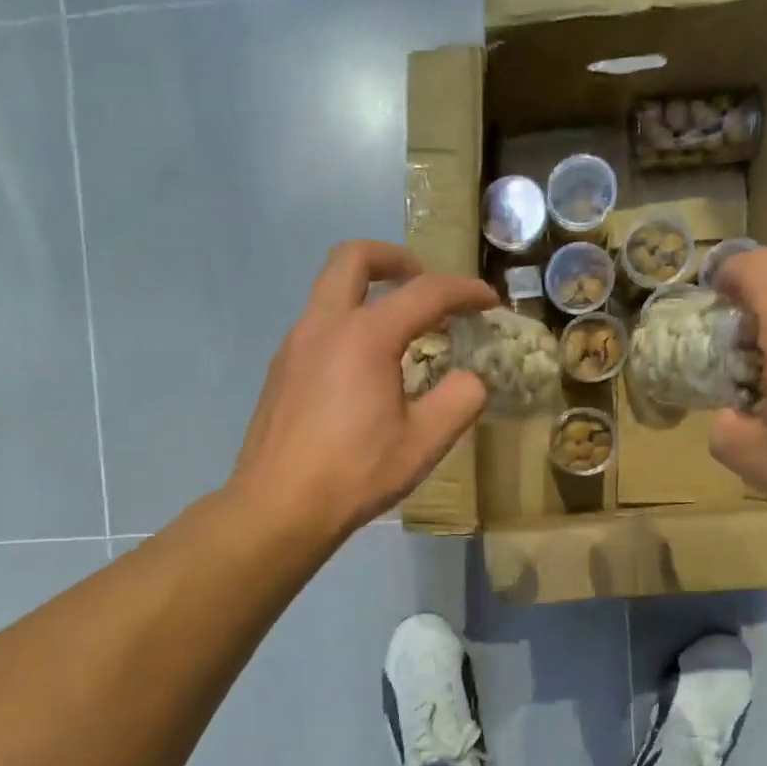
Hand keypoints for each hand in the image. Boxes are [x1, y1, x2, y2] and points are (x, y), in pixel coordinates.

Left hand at [230, 241, 497, 542]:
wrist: (278, 508)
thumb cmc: (354, 475)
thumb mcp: (423, 444)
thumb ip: (459, 401)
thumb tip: (469, 379)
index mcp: (365, 337)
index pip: (425, 293)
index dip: (464, 291)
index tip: (488, 302)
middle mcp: (324, 326)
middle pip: (354, 258)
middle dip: (396, 259)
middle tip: (423, 283)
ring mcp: (294, 346)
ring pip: (328, 289)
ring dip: (367, 292)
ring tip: (399, 331)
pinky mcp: (280, 370)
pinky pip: (317, 325)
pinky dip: (347, 323)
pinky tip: (363, 370)